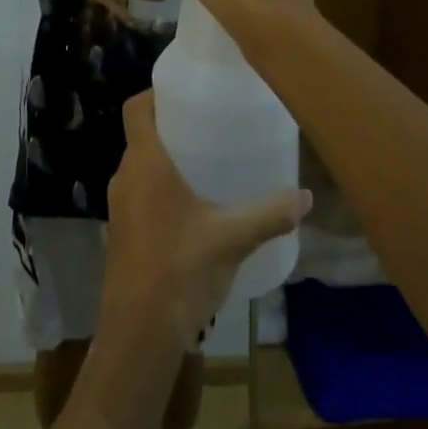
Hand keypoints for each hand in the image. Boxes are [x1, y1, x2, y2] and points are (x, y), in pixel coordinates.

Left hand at [102, 94, 310, 352]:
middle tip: (211, 122)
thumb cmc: (180, 271)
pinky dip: (163, 187)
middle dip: (173, 125)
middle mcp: (125, 177)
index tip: (189, 91)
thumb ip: (269, 213)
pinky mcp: (124, 233)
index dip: (157, 92)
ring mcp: (120, 207)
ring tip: (209, 160)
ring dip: (169, 159)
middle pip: (143, 134)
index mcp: (144, 163)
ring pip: (142, 166)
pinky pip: (142, 193)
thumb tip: (306, 196)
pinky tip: (195, 206)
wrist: (138, 337)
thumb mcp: (232, 238)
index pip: (137, 108)